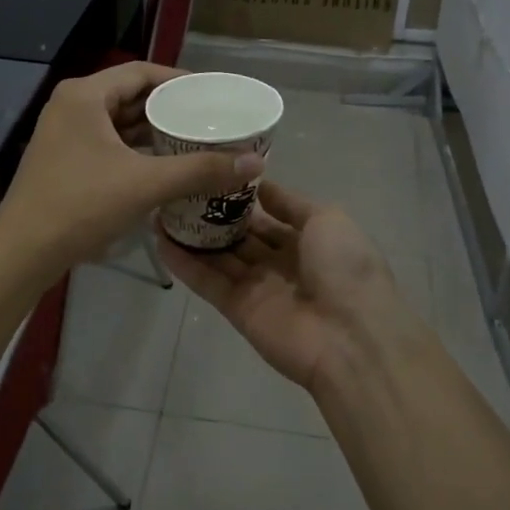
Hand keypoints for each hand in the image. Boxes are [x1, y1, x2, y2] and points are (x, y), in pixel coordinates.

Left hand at [0, 63, 264, 273]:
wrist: (24, 251)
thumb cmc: (82, 205)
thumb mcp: (146, 184)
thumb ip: (201, 170)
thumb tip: (254, 163)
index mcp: (84, 96)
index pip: (141, 72)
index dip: (178, 80)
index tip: (211, 94)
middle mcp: (71, 107)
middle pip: (130, 96)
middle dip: (169, 108)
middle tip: (208, 119)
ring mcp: (64, 135)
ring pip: (119, 124)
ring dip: (153, 132)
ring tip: (194, 141)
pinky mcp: (64, 161)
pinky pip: (108, 145)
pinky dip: (136, 151)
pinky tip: (163, 166)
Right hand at [158, 180, 417, 392]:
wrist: (350, 337)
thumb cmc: (346, 268)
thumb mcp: (328, 219)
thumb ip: (292, 204)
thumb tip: (262, 187)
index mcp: (310, 240)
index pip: (270, 215)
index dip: (244, 196)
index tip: (213, 171)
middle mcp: (282, 262)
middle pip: (242, 235)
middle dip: (214, 213)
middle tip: (179, 186)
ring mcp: (258, 287)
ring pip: (220, 256)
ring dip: (193, 235)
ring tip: (160, 207)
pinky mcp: (237, 309)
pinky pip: (208, 281)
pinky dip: (184, 263)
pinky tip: (159, 239)